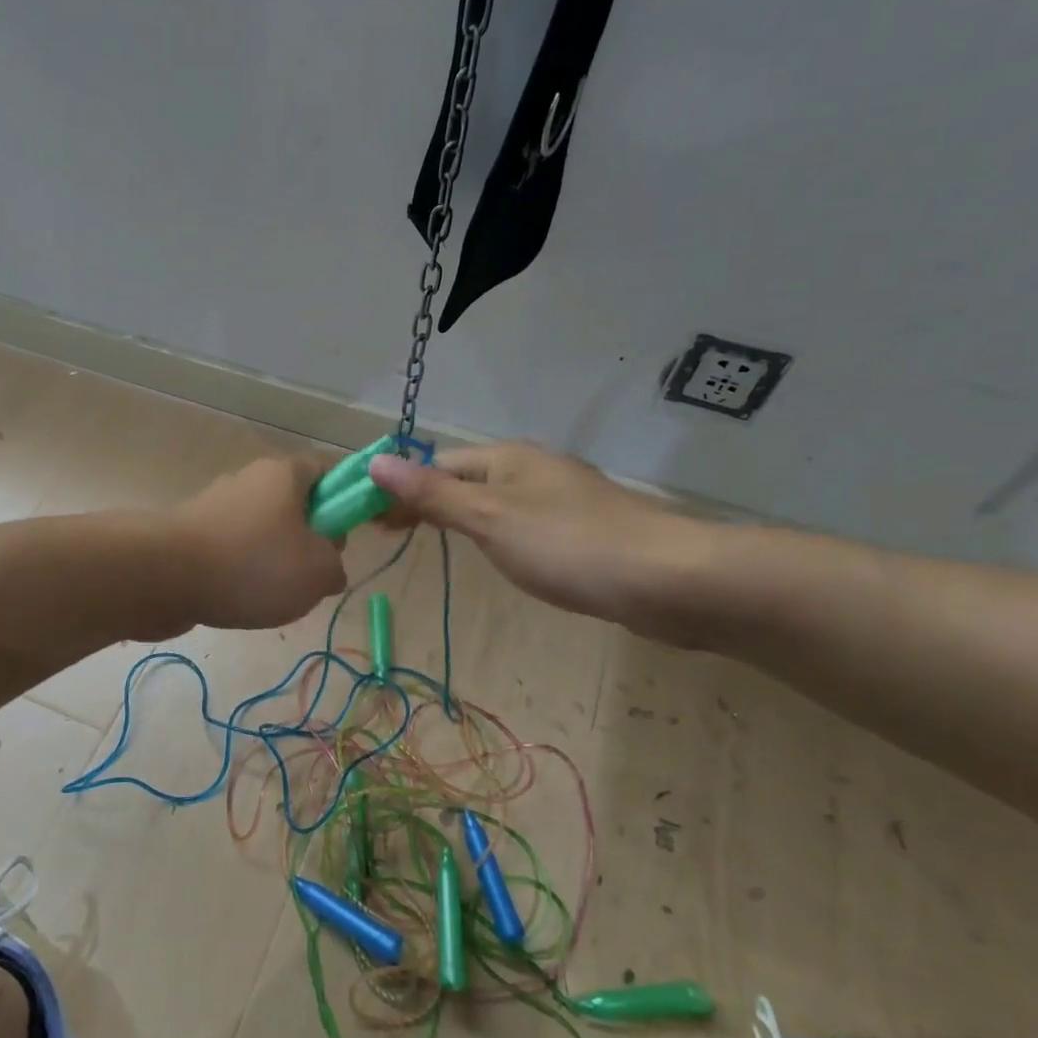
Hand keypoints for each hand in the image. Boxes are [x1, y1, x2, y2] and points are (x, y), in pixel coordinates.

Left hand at [170, 453, 346, 630]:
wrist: (161, 576)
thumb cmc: (252, 564)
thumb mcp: (317, 572)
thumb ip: (335, 567)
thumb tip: (328, 567)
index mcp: (285, 474)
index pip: (329, 468)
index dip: (348, 496)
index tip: (352, 531)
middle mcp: (249, 481)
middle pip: (295, 503)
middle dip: (311, 538)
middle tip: (316, 574)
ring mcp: (216, 507)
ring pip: (263, 531)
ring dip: (275, 560)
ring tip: (276, 597)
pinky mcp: (191, 534)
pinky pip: (232, 551)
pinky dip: (241, 573)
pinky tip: (241, 601)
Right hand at [369, 443, 727, 645]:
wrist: (666, 579)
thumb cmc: (567, 544)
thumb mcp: (489, 519)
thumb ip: (433, 495)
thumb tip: (376, 462)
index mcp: (506, 458)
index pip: (437, 464)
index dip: (400, 488)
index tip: (371, 520)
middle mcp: (532, 470)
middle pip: (464, 479)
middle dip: (427, 502)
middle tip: (391, 536)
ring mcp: (561, 499)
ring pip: (495, 502)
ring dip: (461, 517)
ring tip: (434, 544)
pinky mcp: (583, 530)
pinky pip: (523, 524)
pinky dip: (497, 535)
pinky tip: (499, 556)